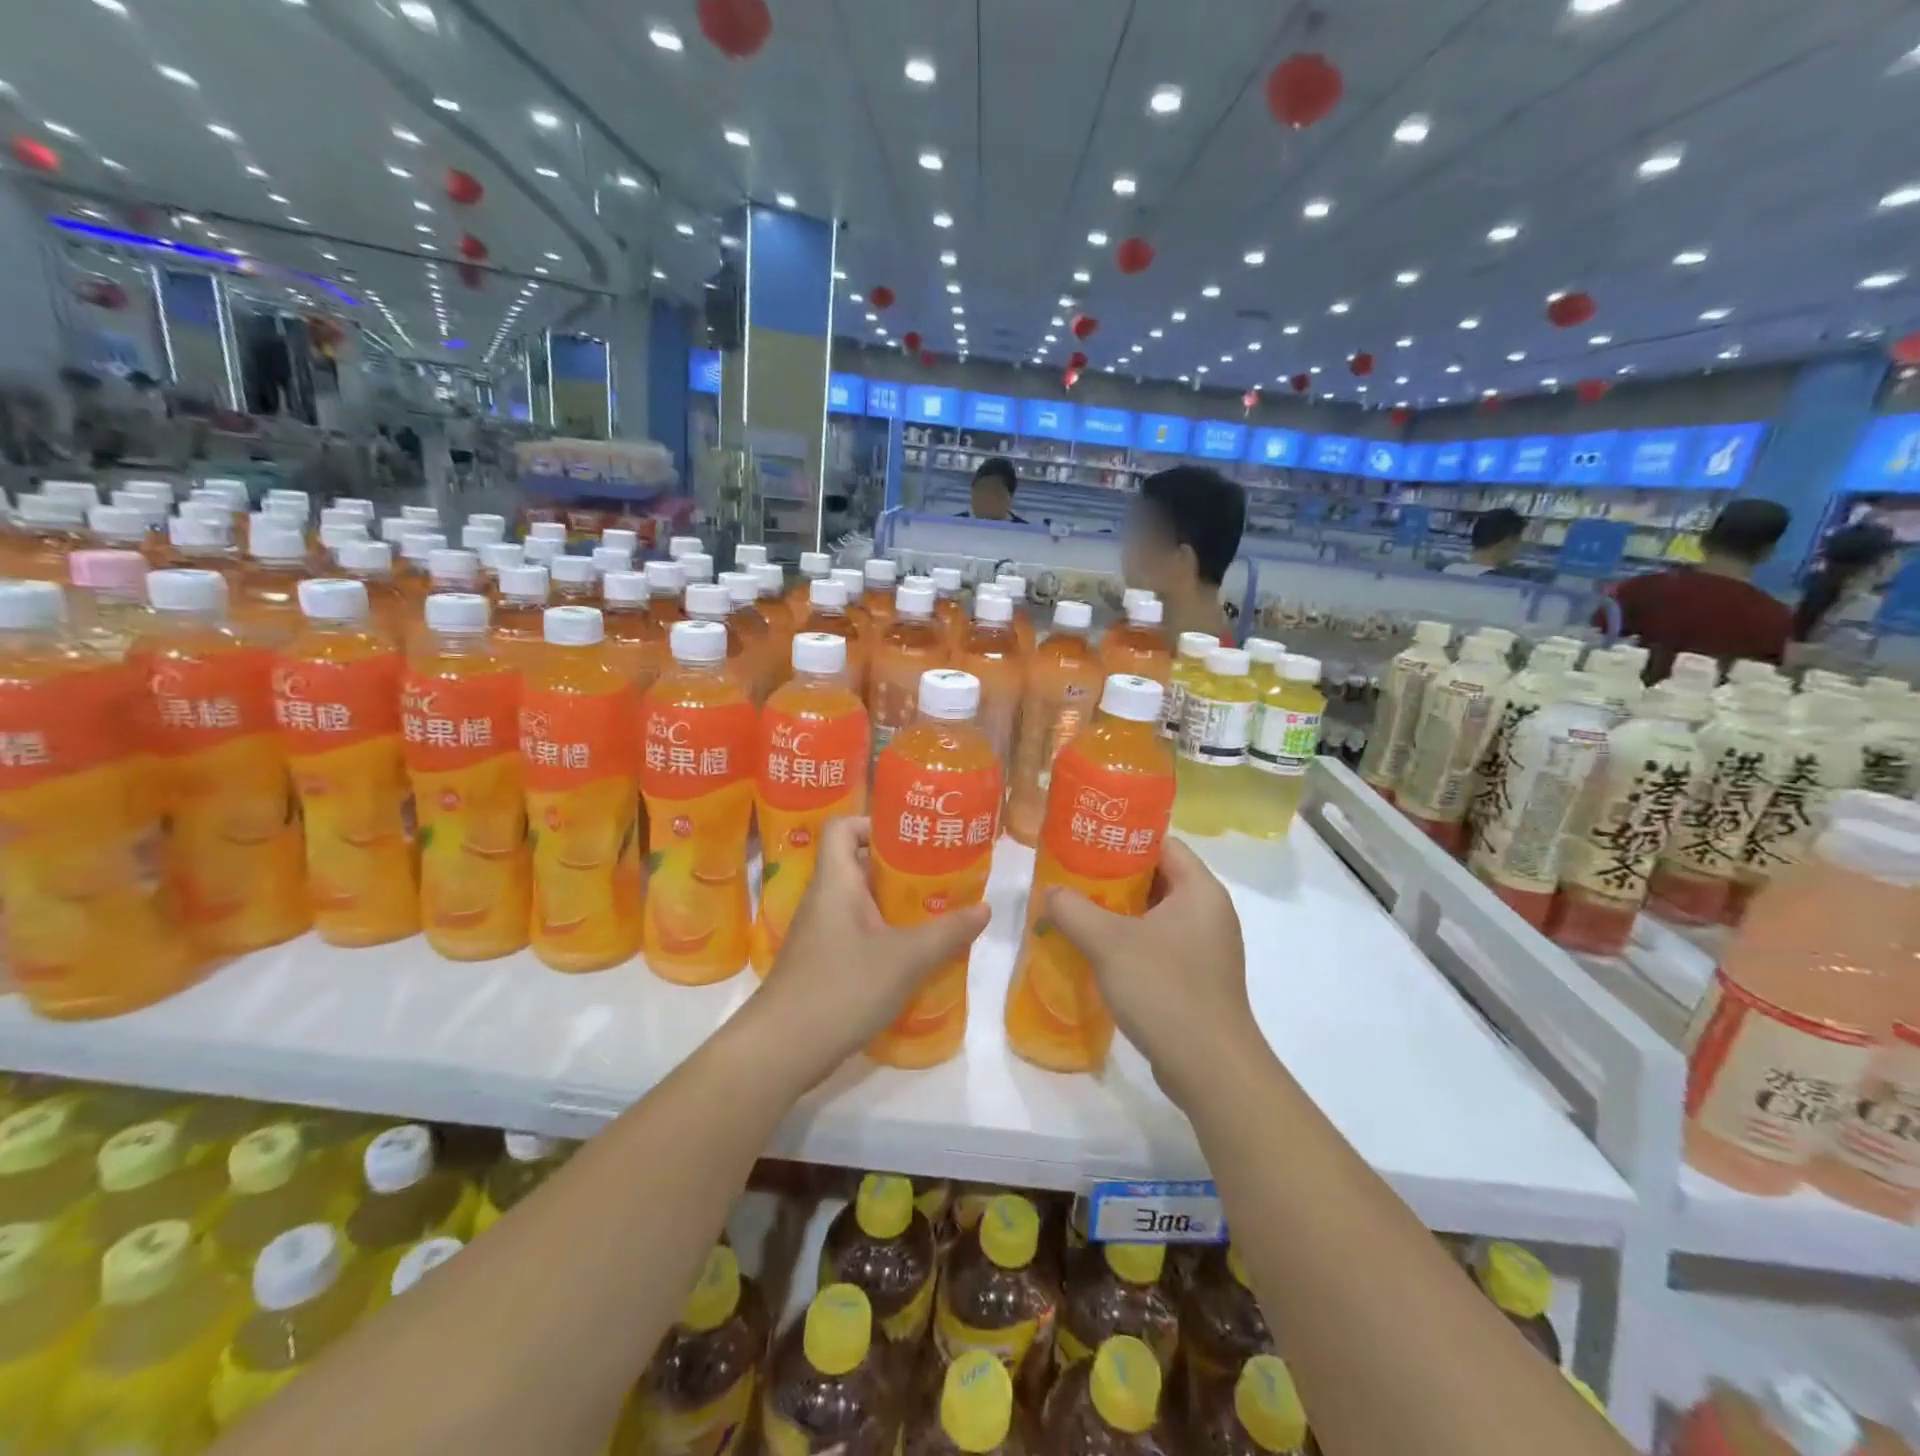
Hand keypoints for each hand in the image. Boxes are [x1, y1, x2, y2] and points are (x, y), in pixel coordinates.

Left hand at [751, 816, 990, 1080]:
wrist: (782, 1048)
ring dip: (893, 905)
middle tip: (938, 876)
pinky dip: (882, 935)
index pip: (843, 827)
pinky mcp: (820, 963)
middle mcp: (823, 899)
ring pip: (859, 902)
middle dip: (898, 868)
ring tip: (933, 913)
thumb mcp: (906, 959)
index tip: (910, 838)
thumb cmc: (842, 987)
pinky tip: (910, 956)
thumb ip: (947, 932)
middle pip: (858, 864)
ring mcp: (818, 933)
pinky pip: (855, 933)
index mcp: (836, 881)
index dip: (873, 823)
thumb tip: (984, 908)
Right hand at [1043, 838, 1256, 1106]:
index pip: (1163, 843)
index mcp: (1200, 890)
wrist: (1210, 1068)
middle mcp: (1210, 912)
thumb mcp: (1108, 943)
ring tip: (1078, 912)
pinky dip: (1132, 942)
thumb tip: (1051, 892)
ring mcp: (1207, 948)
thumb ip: (1073, 909)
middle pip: (1158, 877)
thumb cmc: (1164, 989)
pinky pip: (1161, 944)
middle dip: (1114, 877)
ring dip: (1119, 912)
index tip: (1086, 844)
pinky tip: (1099, 953)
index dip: (1124, 839)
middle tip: (1073, 878)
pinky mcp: (1199, 978)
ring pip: (1156, 913)